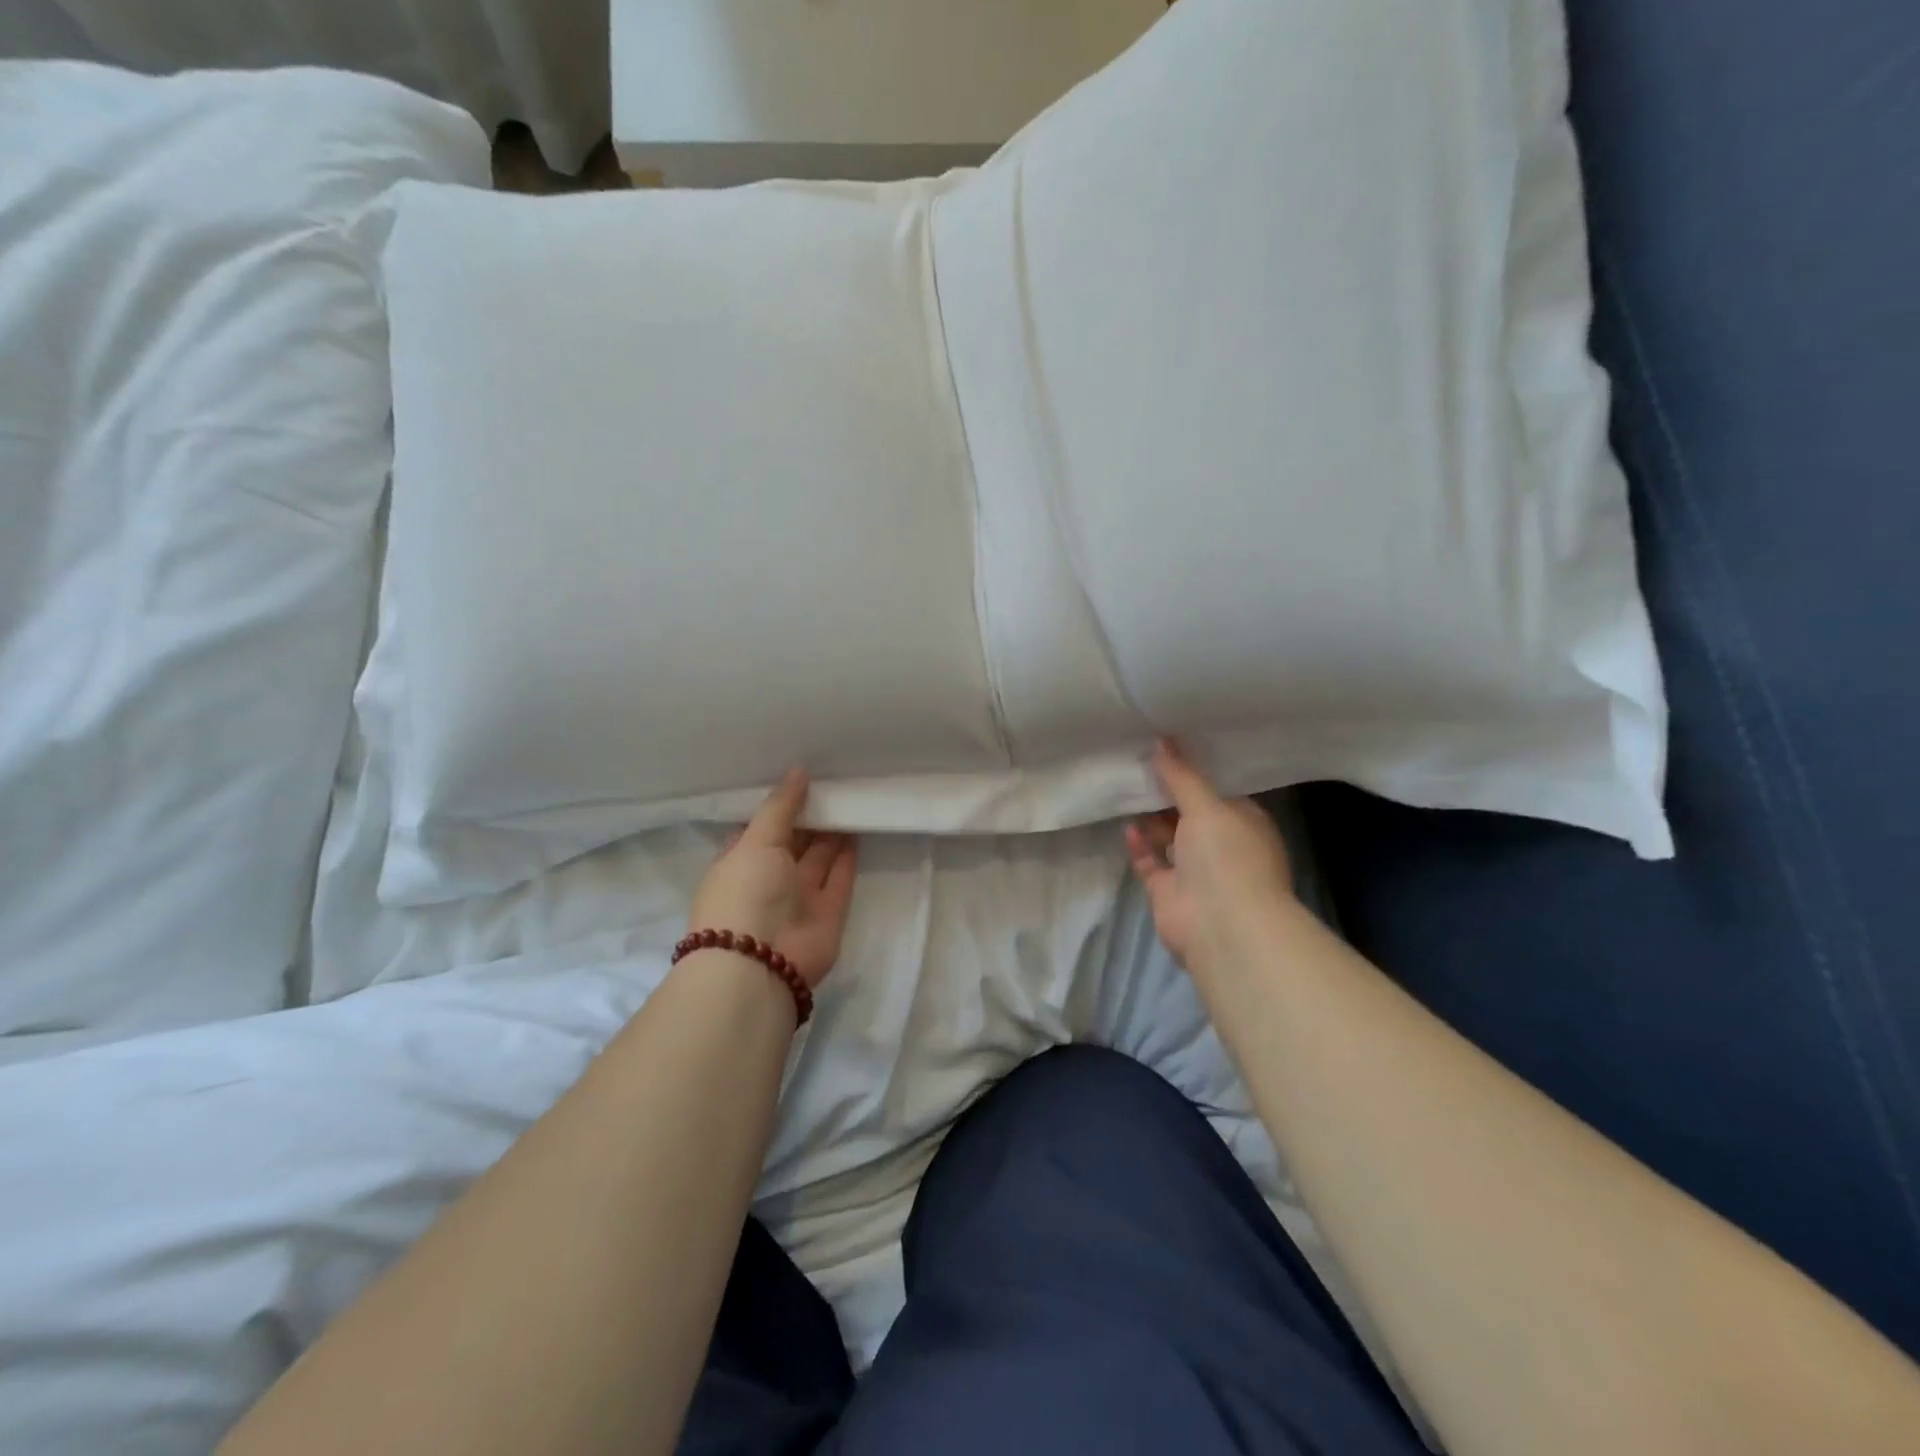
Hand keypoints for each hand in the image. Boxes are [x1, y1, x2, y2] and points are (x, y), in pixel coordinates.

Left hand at [688, 768, 857, 989]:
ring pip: (819, 857)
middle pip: (793, 841)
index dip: (779, 805)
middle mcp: (768, 879)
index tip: (801, 777)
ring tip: (851, 796)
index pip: (760, 828)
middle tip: (834, 781)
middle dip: (810, 815)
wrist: (761, 964)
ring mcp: (799, 897)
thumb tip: (799, 769)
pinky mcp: (828, 912)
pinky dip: (849, 854)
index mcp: (740, 862)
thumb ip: (781, 806)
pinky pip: (840, 876)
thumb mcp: (756, 841)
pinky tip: (859, 825)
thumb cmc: (745, 894)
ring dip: (832, 831)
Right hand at [1125, 739, 1294, 974]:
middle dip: (1168, 795)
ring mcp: (1195, 871)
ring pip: (1169, 838)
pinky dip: (1140, 845)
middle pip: (1191, 814)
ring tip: (1127, 790)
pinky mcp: (1169, 891)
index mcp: (1244, 824)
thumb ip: (1182, 775)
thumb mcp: (1207, 806)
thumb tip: (1162, 740)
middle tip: (1139, 765)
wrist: (1222, 926)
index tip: (1169, 750)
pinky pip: (1151, 862)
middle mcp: (1222, 846)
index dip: (1195, 773)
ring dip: (1151, 819)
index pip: (1219, 793)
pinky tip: (1128, 827)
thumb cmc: (1227, 856)